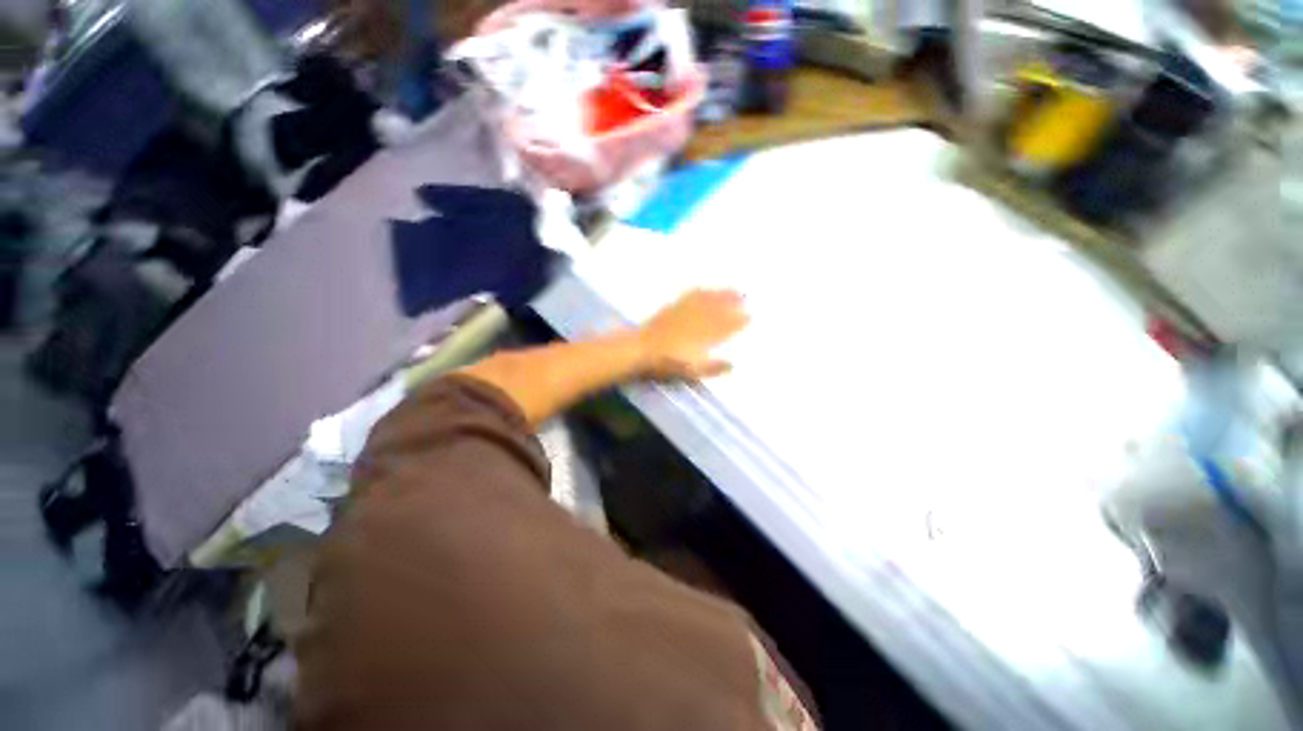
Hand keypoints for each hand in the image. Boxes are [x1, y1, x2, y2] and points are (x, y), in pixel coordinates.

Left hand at [636, 289, 748, 379]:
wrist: (642, 349)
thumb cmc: (667, 363)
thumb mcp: (692, 371)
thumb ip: (713, 368)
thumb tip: (733, 365)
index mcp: (704, 337)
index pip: (726, 327)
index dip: (739, 321)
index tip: (750, 315)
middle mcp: (697, 322)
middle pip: (719, 310)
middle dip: (734, 303)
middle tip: (747, 297)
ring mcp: (685, 312)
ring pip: (708, 301)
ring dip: (721, 294)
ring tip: (733, 289)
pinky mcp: (673, 308)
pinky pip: (689, 296)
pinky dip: (700, 291)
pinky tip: (705, 287)